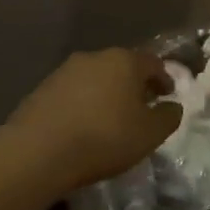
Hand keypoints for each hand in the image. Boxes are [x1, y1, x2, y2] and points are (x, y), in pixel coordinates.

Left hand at [1, 49, 181, 198]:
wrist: (36, 152)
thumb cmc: (103, 138)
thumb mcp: (149, 134)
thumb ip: (168, 117)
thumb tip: (172, 106)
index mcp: (125, 61)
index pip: (153, 63)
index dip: (164, 79)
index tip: (167, 96)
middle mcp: (95, 57)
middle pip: (122, 67)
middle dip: (134, 85)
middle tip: (140, 108)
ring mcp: (64, 71)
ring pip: (96, 78)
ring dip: (106, 94)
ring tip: (109, 119)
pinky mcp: (41, 89)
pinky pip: (72, 93)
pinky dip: (83, 104)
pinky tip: (82, 126)